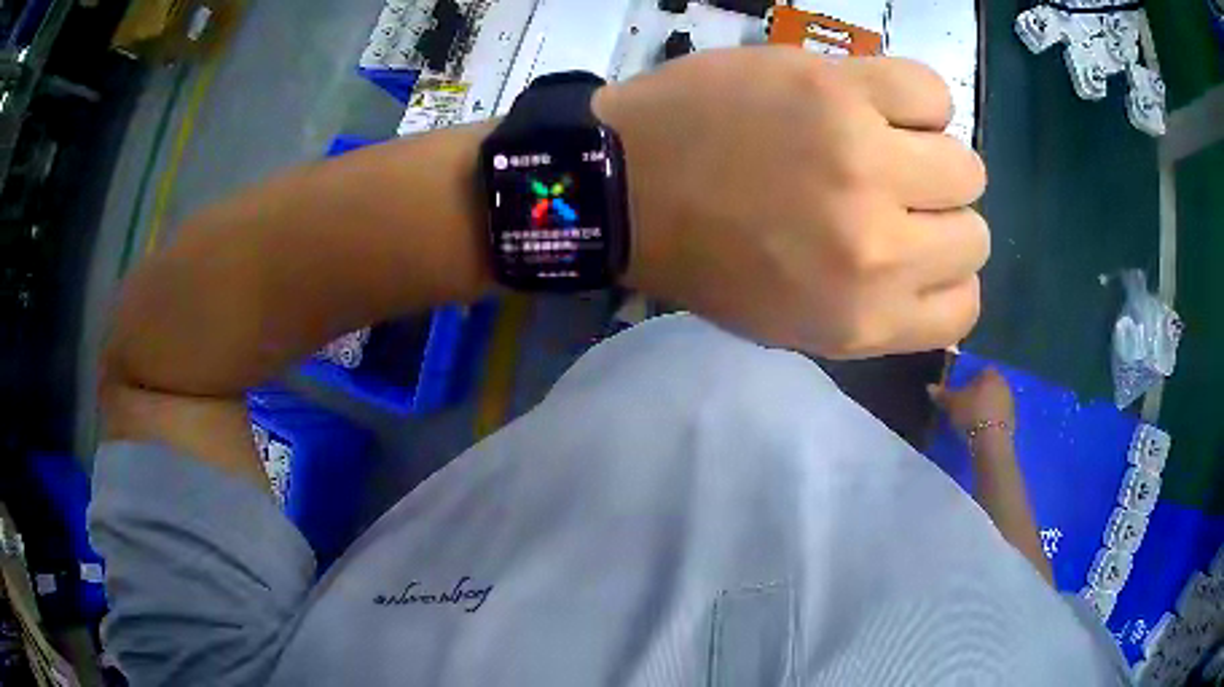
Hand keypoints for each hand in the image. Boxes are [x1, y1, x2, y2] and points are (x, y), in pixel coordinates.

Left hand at [594, 48, 987, 357]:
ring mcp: (864, 160)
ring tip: (883, 142)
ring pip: (967, 165)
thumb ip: (881, 310)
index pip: (964, 309)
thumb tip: (940, 275)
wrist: (625, 182)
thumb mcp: (797, 324)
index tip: (920, 249)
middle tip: (894, 191)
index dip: (947, 276)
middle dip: (940, 215)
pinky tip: (874, 102)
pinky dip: (916, 99)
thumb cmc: (705, 257)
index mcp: (861, 318)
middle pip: (974, 233)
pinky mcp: (841, 88)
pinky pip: (933, 92)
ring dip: (933, 156)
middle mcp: (878, 249)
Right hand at [928, 367, 1015, 434]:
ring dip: (986, 405)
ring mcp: (1010, 402)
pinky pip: (999, 415)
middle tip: (966, 402)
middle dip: (980, 391)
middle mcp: (1003, 383)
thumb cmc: (972, 413)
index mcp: (990, 373)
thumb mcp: (952, 403)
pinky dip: (991, 419)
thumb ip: (942, 394)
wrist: (991, 442)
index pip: (981, 368)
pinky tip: (981, 429)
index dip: (971, 376)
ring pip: (995, 399)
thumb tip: (929, 387)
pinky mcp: (1013, 421)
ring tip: (973, 417)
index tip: (961, 386)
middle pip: (990, 384)